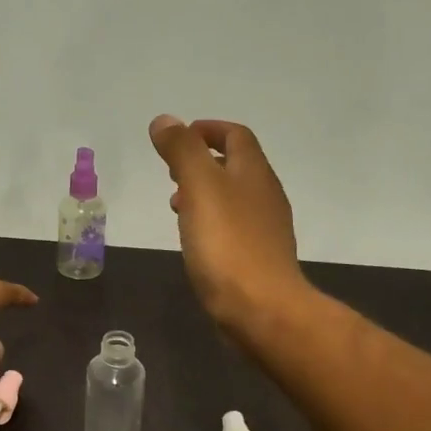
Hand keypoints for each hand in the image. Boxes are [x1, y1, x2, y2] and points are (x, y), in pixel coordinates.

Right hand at [149, 115, 308, 333]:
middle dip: (203, 162)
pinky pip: (232, 228)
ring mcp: (264, 230)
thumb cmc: (228, 244)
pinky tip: (194, 240)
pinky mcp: (257, 259)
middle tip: (171, 171)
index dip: (207, 129)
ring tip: (176, 204)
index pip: (236, 135)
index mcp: (254, 172)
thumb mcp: (200, 187)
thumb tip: (165, 120)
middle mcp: (265, 196)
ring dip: (204, 193)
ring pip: (233, 198)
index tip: (178, 138)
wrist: (261, 309)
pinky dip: (210, 222)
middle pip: (236, 166)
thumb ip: (182, 151)